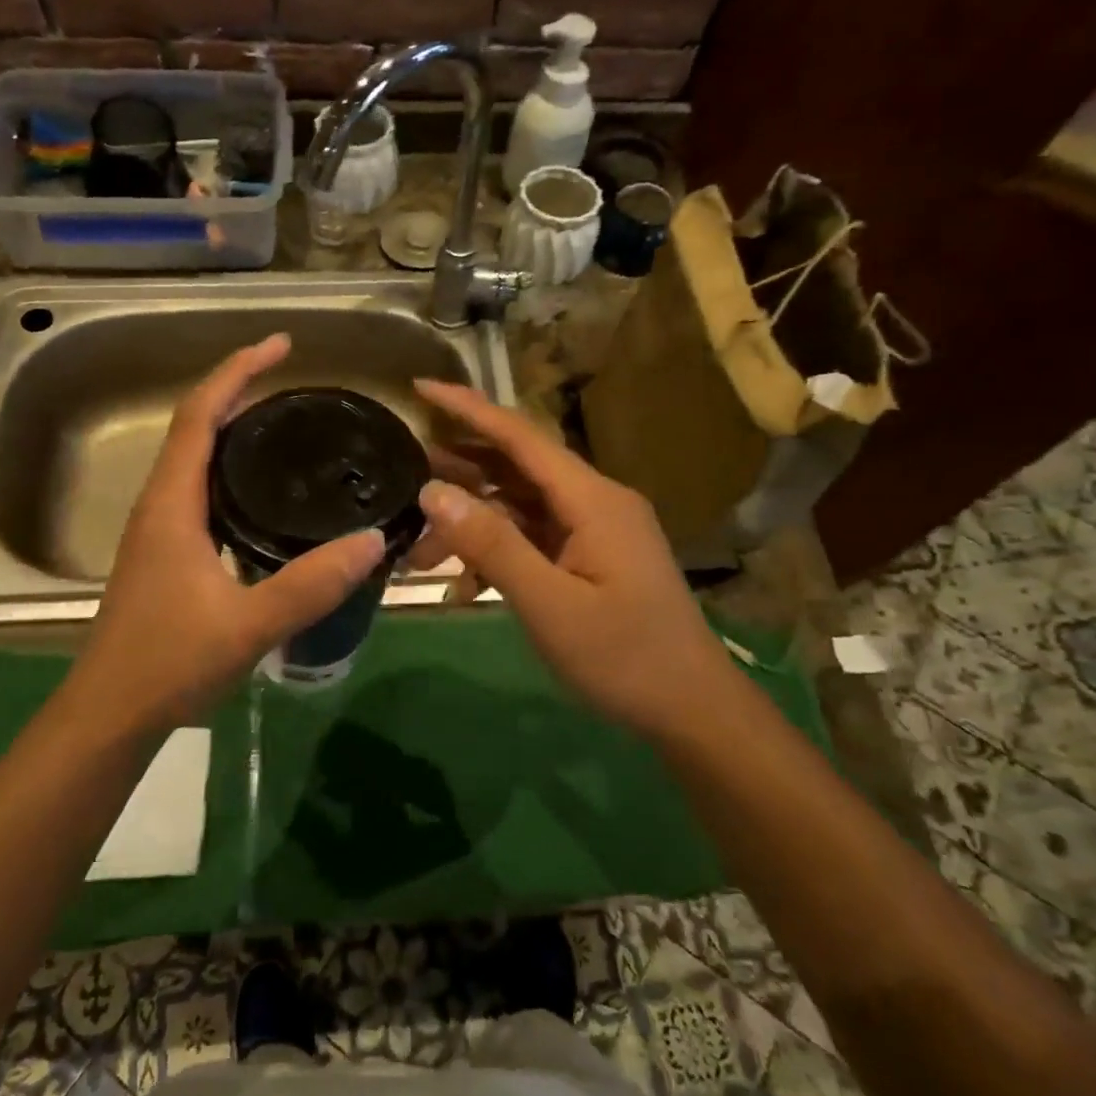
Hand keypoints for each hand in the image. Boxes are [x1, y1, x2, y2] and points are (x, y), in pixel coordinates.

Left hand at [69, 335, 386, 732]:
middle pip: (195, 426)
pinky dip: (231, 467)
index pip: (200, 416)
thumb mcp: (248, 625)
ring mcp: (159, 530)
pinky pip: (200, 488)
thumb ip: (311, 585)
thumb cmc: (168, 664)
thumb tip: (372, 540)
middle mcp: (160, 505)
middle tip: (293, 379)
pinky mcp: (166, 553)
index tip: (280, 346)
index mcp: (171, 505)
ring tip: (286, 422)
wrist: (110, 715)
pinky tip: (265, 491)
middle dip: (239, 390)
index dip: (237, 371)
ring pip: (195, 458)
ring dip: (232, 427)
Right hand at [412, 379, 741, 739]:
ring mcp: (596, 529)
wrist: (692, 709)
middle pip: (517, 466)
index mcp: (592, 498)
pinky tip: (464, 583)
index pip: (520, 436)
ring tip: (418, 546)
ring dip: (473, 520)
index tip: (421, 387)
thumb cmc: (624, 657)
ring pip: (521, 505)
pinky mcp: (592, 556)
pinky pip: (535, 537)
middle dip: (460, 470)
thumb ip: (492, 546)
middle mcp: (594, 501)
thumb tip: (433, 491)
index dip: (468, 408)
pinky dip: (498, 550)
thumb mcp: (549, 605)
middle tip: (403, 472)